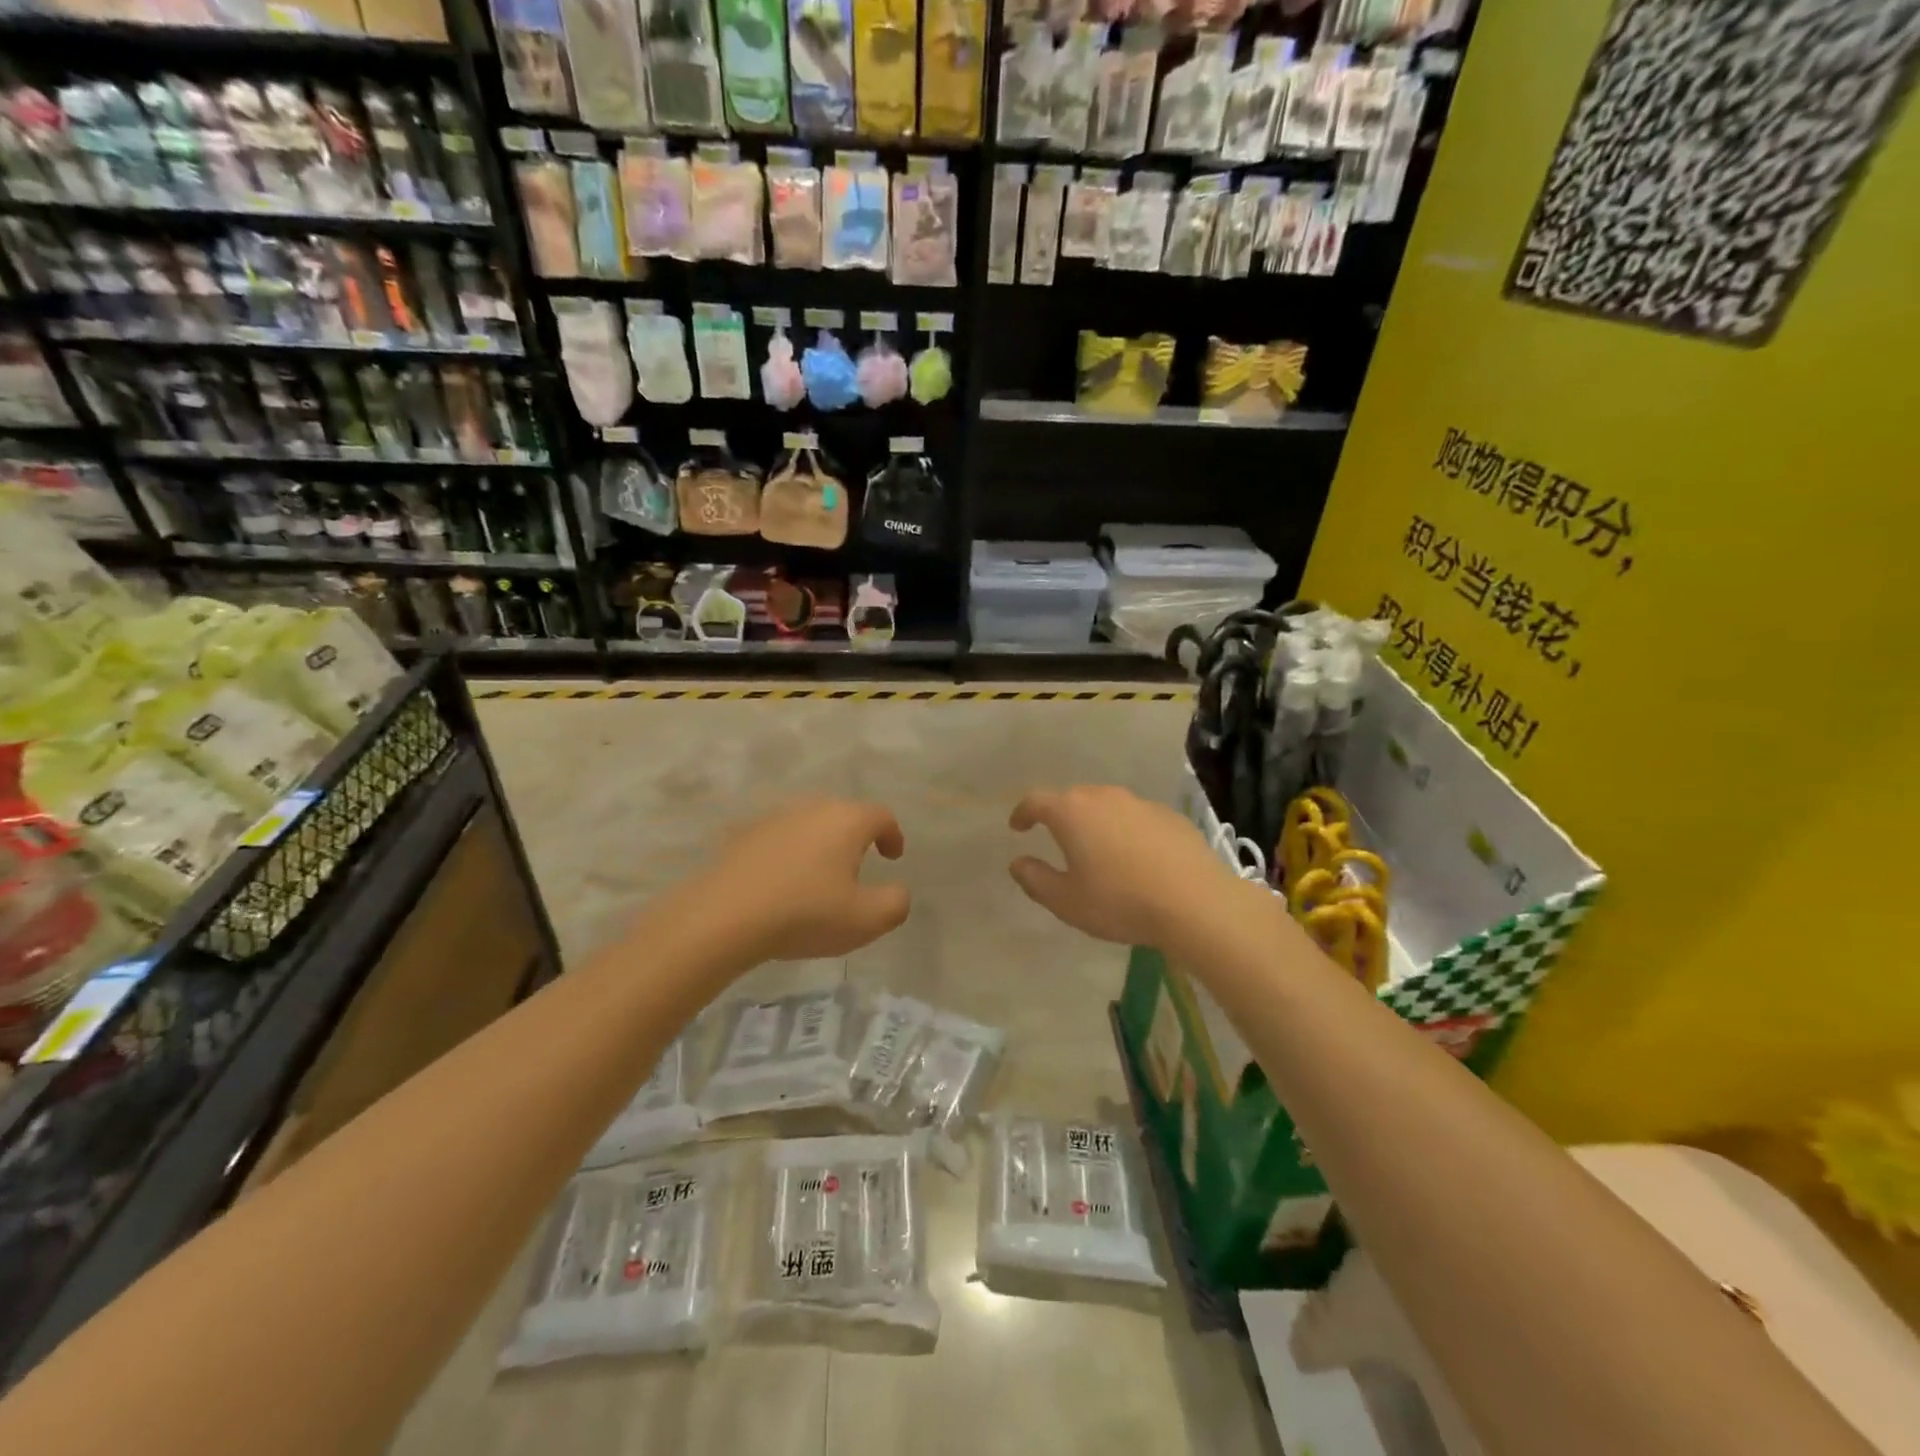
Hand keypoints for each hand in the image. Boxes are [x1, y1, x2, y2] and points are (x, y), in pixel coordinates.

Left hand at [701, 797, 911, 961]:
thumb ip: (895, 903)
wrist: (724, 917)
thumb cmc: (805, 913)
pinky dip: (788, 854)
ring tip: (819, 876)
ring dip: (820, 844)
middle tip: (859, 865)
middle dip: (856, 837)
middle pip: (843, 815)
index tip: (893, 857)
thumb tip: (898, 892)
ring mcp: (774, 819)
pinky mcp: (743, 836)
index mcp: (847, 821)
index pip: (881, 816)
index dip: (893, 835)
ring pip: (809, 824)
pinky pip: (778, 840)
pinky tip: (782, 882)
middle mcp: (812, 808)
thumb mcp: (866, 920)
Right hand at [1008, 785, 1253, 947]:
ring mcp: (1140, 803)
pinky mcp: (1170, 816)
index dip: (1023, 812)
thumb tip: (1018, 863)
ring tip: (1097, 849)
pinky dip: (1127, 830)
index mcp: (1072, 813)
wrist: (1196, 903)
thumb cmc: (1120, 902)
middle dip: (1060, 815)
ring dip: (1096, 821)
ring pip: (1107, 805)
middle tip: (1057, 839)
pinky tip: (1136, 857)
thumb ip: (1035, 879)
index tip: (1018, 827)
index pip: (1036, 800)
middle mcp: (1104, 797)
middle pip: (1073, 798)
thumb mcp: (1066, 901)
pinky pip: (1136, 818)